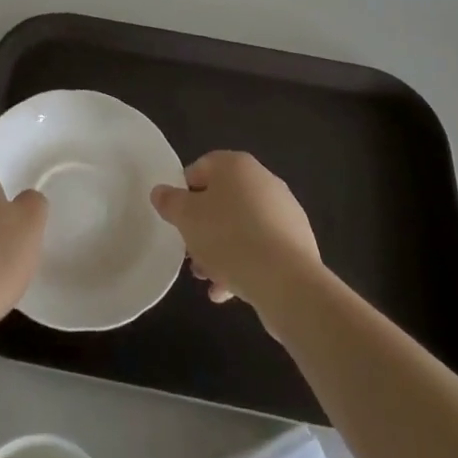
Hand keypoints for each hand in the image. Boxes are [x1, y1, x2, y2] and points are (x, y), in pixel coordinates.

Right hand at [151, 151, 320, 315]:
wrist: (287, 281)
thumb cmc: (229, 237)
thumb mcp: (186, 218)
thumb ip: (170, 202)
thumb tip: (160, 192)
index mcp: (236, 165)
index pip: (200, 168)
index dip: (184, 194)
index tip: (177, 220)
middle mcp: (263, 180)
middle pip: (222, 201)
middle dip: (203, 229)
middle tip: (190, 255)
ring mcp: (284, 211)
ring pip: (241, 227)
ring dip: (221, 251)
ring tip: (208, 280)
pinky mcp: (297, 242)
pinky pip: (262, 248)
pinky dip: (244, 264)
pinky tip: (228, 292)